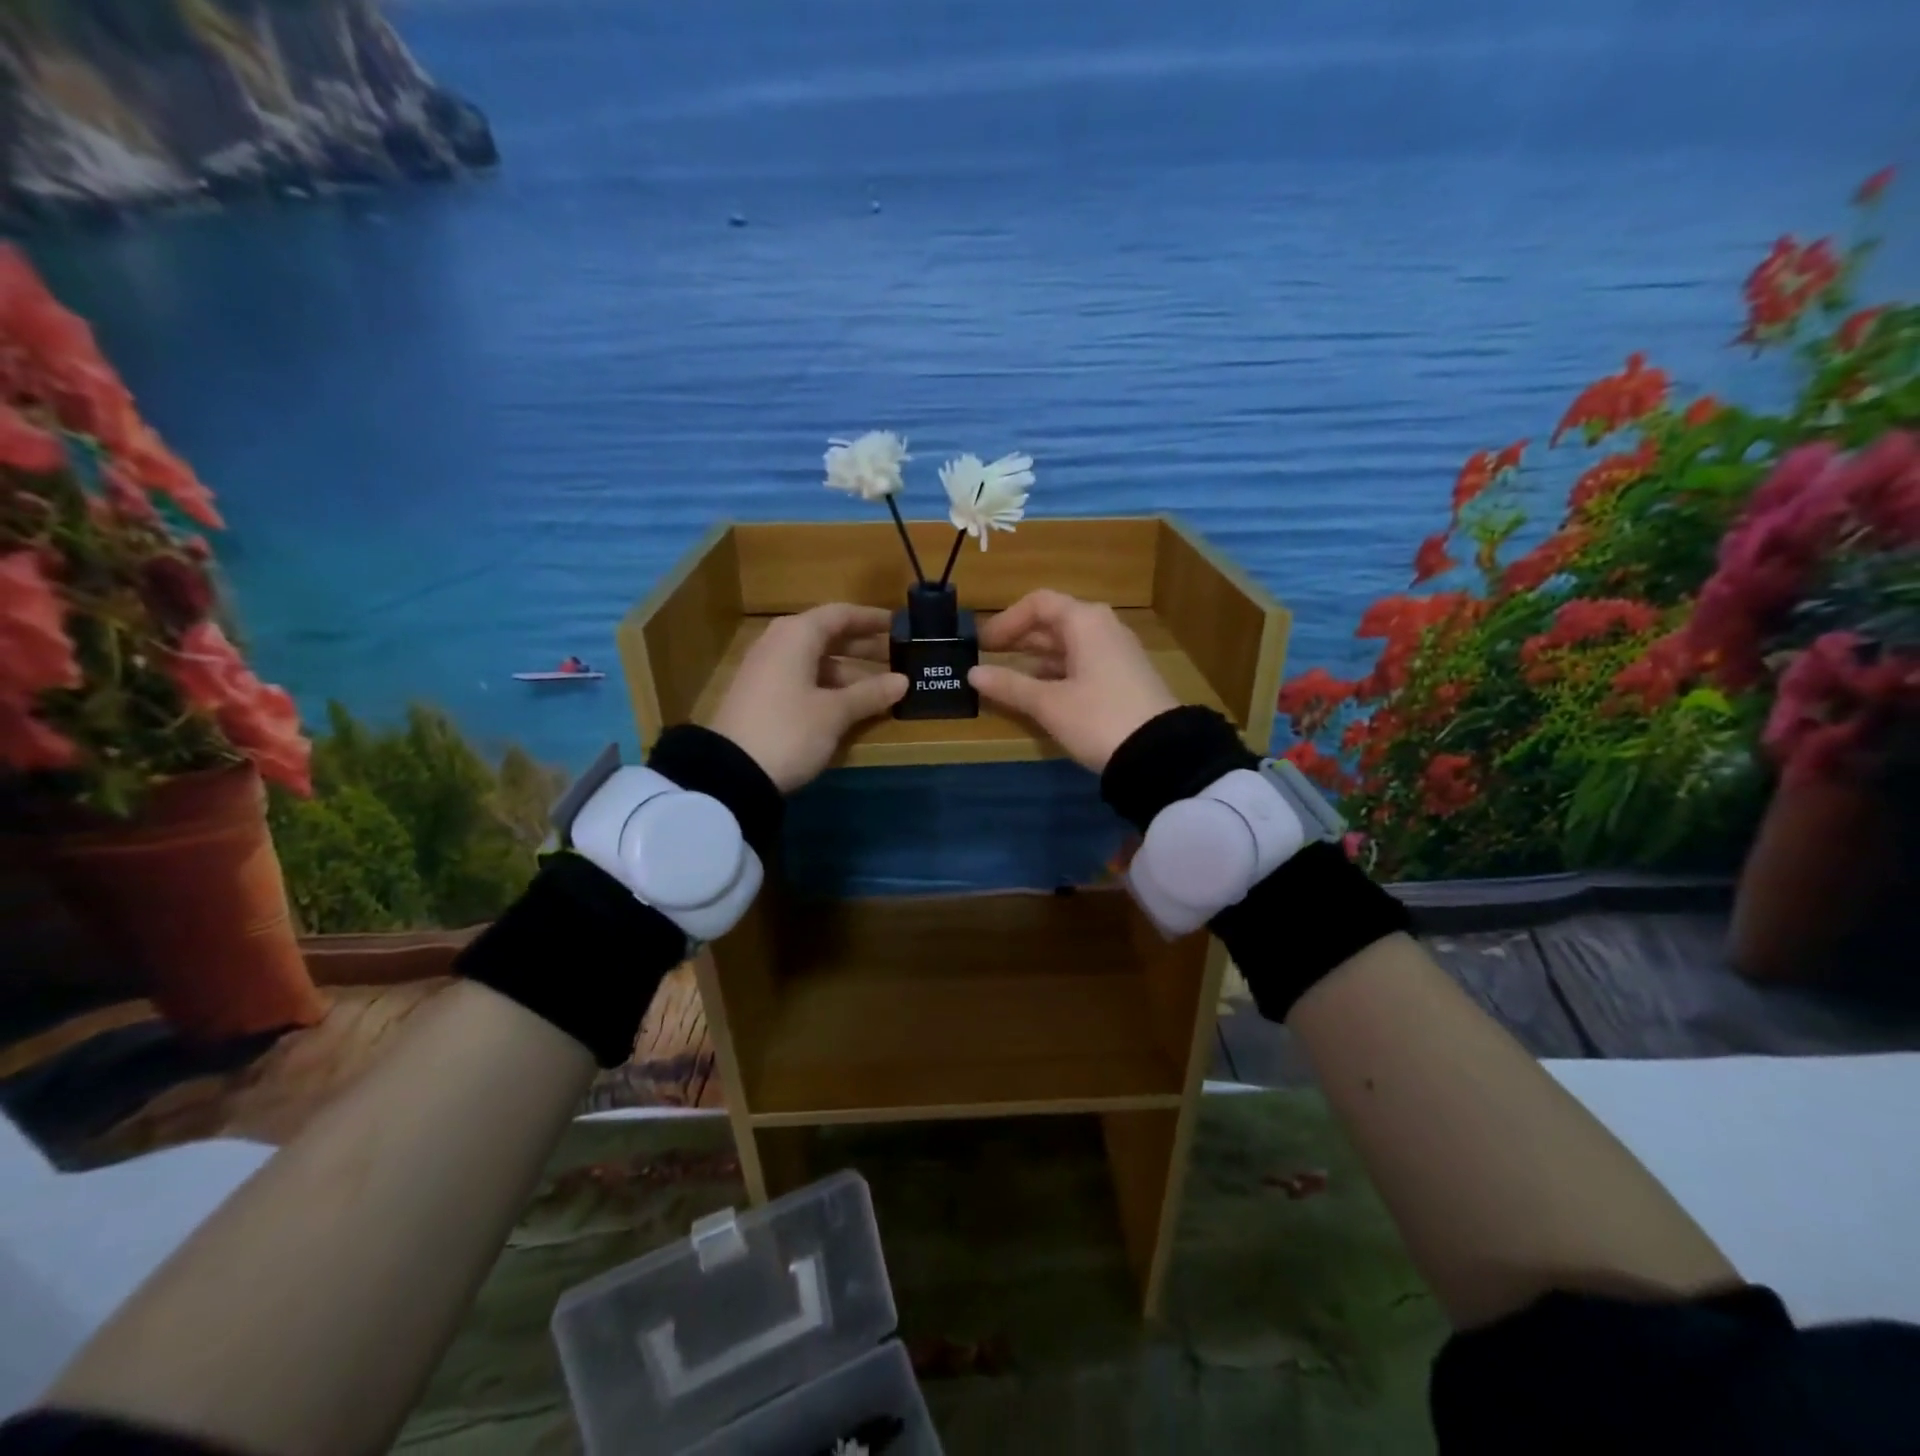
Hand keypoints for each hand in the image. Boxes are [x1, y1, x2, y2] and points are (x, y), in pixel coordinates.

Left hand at [707, 603, 907, 792]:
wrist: (730, 773)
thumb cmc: (789, 730)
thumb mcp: (835, 713)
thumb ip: (870, 693)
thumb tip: (903, 681)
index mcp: (797, 635)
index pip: (840, 615)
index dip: (871, 619)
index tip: (899, 627)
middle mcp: (779, 644)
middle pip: (827, 636)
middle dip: (863, 647)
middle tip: (898, 658)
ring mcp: (767, 670)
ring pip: (816, 661)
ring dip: (848, 671)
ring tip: (881, 688)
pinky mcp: (761, 696)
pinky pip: (803, 679)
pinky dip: (829, 686)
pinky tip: (849, 704)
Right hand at [969, 589, 1178, 771]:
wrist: (1161, 753)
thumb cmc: (1098, 718)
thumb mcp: (1049, 704)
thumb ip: (1009, 685)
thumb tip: (973, 674)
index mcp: (1085, 621)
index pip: (1038, 603)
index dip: (1007, 620)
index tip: (983, 645)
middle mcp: (1103, 628)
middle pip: (1054, 621)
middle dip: (1020, 638)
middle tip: (989, 658)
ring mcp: (1117, 652)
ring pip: (1069, 644)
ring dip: (1037, 657)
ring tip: (1009, 678)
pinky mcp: (1125, 676)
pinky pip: (1083, 662)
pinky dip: (1058, 671)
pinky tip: (1042, 693)